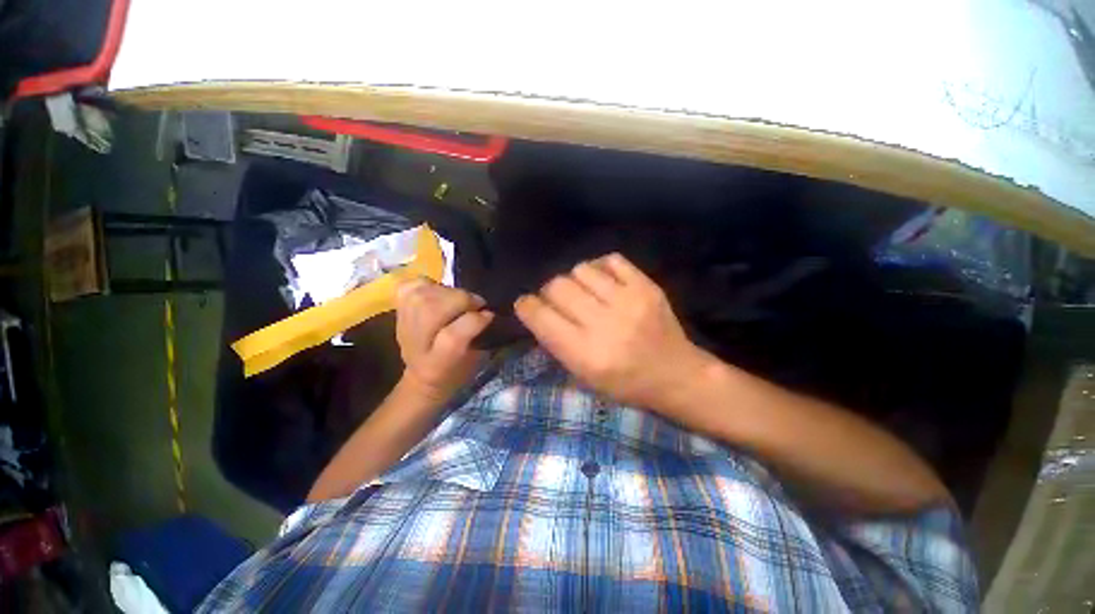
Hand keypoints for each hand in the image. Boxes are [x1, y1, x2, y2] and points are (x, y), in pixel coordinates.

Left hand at [395, 278, 493, 403]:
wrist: (422, 375)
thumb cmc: (456, 369)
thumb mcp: (474, 361)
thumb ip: (478, 337)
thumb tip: (486, 312)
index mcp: (438, 364)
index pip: (452, 337)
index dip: (474, 320)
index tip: (489, 315)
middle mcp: (415, 344)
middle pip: (433, 309)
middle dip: (461, 300)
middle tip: (475, 304)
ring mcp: (403, 324)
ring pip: (423, 294)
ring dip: (448, 292)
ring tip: (459, 300)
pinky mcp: (398, 309)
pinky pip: (411, 285)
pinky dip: (428, 284)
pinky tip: (439, 293)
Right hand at [514, 253, 710, 409]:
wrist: (676, 374)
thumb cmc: (625, 384)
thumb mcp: (584, 376)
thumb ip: (556, 342)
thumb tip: (538, 311)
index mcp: (585, 354)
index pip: (541, 317)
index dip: (526, 306)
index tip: (526, 304)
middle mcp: (605, 325)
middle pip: (558, 286)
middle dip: (549, 292)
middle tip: (557, 300)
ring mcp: (629, 301)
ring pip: (581, 269)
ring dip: (574, 280)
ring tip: (583, 291)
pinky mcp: (647, 286)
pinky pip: (610, 260)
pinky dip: (600, 268)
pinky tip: (603, 281)